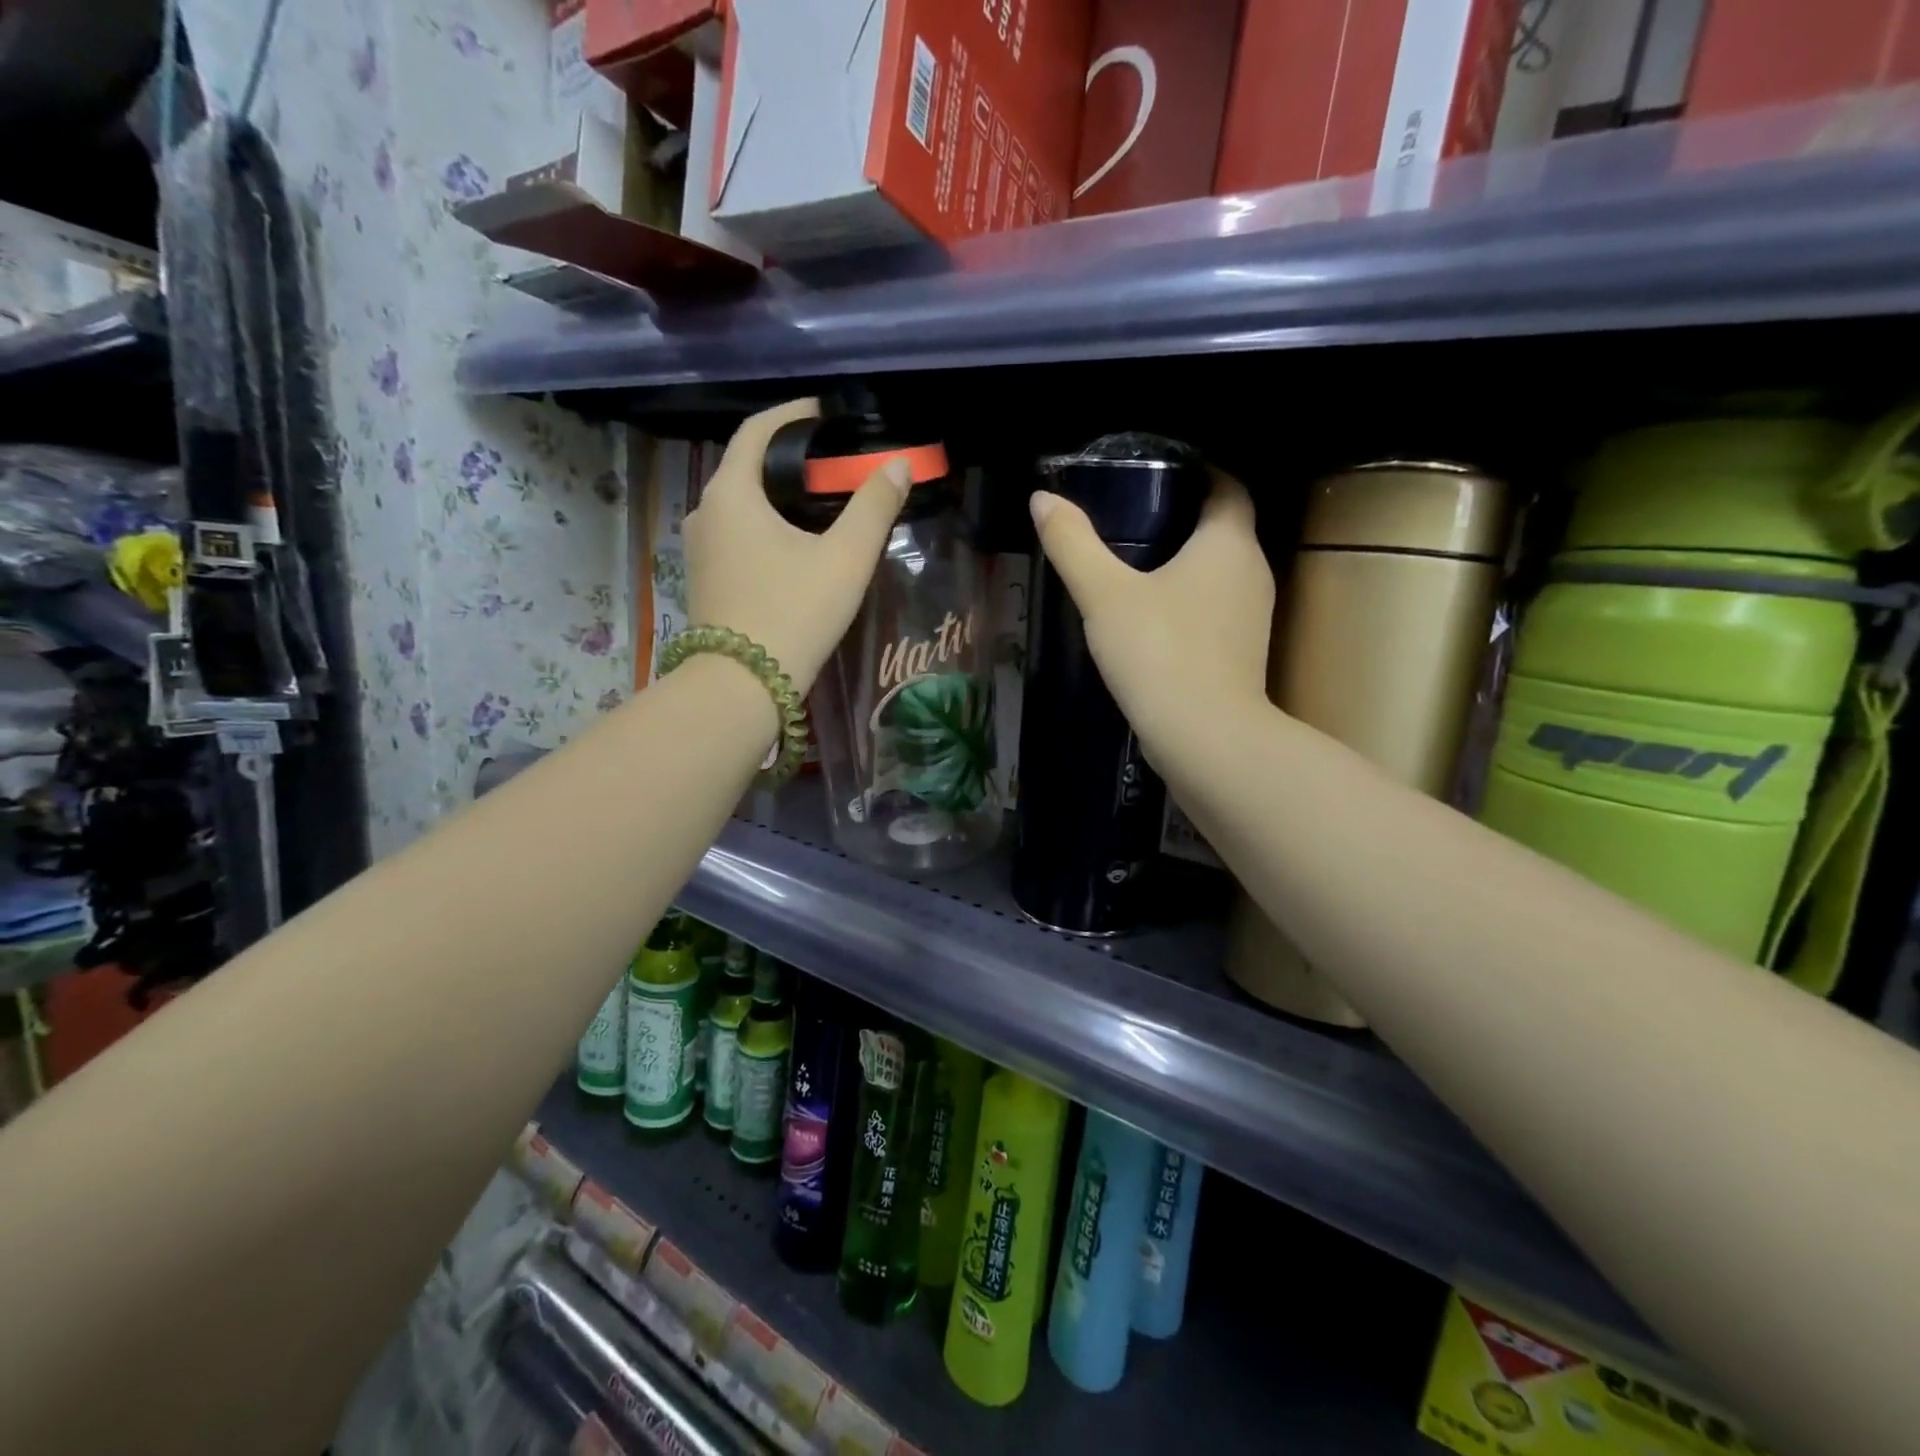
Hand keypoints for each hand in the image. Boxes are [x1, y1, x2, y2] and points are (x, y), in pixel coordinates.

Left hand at [684, 398, 911, 690]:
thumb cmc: (794, 613)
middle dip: (788, 458)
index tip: (824, 413)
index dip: (791, 415)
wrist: (743, 686)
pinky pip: (737, 534)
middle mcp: (705, 513)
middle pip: (747, 467)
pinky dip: (765, 524)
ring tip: (821, 502)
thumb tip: (897, 465)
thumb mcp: (845, 558)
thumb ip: (874, 508)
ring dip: (777, 495)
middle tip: (833, 463)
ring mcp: (701, 550)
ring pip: (741, 504)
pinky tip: (796, 543)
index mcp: (731, 494)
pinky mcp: (707, 580)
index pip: (756, 431)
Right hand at [1030, 468, 1273, 754]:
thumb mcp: (1104, 595)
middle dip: (1182, 518)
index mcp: (1228, 542)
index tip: (1155, 474)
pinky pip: (1214, 610)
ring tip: (1133, 566)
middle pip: (1223, 528)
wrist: (1205, 737)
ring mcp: (1252, 616)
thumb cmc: (1159, 652)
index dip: (1197, 472)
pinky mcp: (1242, 653)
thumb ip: (1073, 544)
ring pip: (1219, 573)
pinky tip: (1150, 619)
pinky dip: (1188, 602)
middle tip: (1129, 518)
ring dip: (1185, 564)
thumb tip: (1042, 499)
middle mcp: (1252, 571)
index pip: (1226, 485)